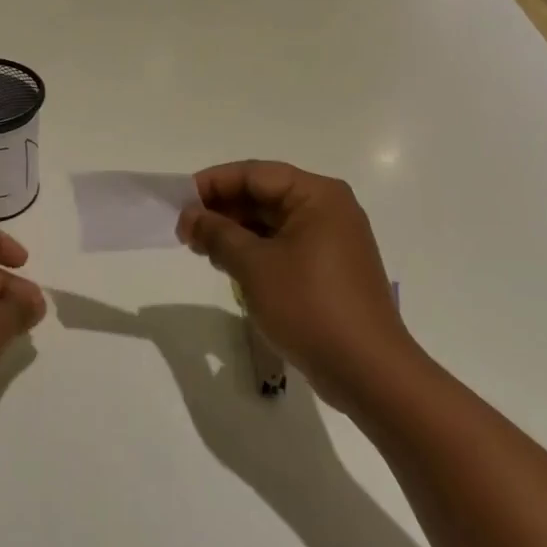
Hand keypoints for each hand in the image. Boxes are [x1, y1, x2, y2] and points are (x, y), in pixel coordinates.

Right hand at [176, 161, 411, 411]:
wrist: (368, 372)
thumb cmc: (309, 306)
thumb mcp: (253, 266)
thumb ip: (216, 233)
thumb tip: (188, 216)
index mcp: (317, 195)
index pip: (255, 174)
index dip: (213, 183)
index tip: (178, 201)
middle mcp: (329, 209)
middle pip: (265, 194)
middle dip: (222, 209)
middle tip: (185, 229)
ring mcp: (332, 240)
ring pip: (273, 222)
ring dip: (235, 231)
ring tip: (201, 248)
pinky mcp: (330, 269)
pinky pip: (285, 245)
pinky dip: (255, 250)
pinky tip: (229, 265)